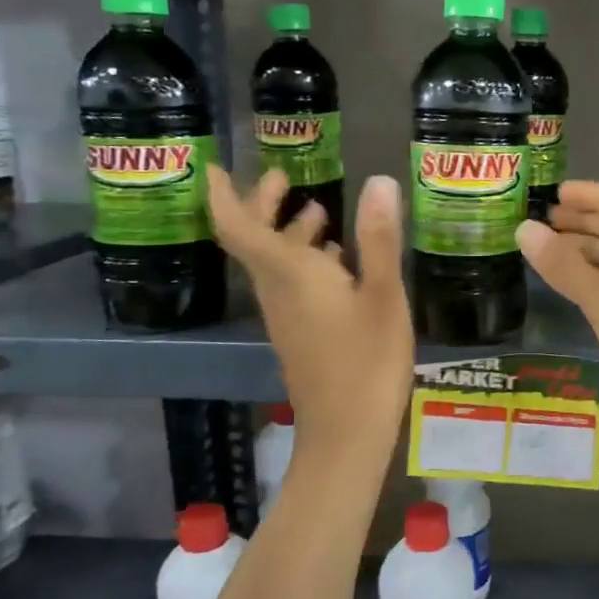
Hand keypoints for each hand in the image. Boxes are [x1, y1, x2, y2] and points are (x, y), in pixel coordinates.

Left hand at [207, 167, 412, 467]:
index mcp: (291, 274)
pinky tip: (340, 261)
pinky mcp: (299, 334)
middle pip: (254, 241)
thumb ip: (380, 239)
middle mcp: (278, 291)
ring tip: (319, 211)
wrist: (347, 432)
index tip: (214, 166)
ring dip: (288, 232)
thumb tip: (380, 181)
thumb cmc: (368, 360)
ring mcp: (286, 315)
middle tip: (282, 177)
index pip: (238, 227)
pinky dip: (306, 260)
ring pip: (273, 263)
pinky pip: (290, 284)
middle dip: (262, 205)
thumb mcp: (384, 295)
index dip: (222, 195)